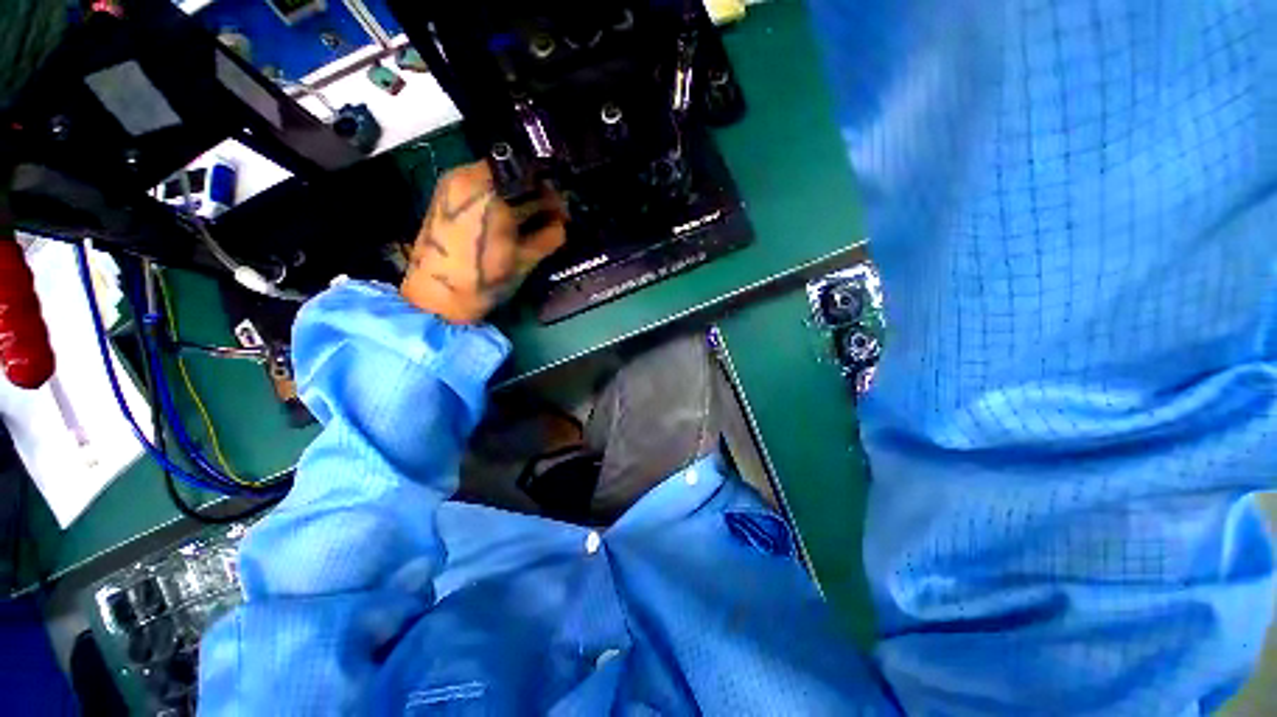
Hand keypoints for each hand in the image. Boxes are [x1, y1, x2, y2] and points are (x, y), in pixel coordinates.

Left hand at [401, 162, 567, 323]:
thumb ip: (550, 236)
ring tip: (534, 221)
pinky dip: (500, 199)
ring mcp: (452, 183)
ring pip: (497, 178)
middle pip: (513, 173)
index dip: (553, 194)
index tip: (564, 213)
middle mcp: (468, 176)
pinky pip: (481, 186)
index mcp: (490, 190)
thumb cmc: (484, 278)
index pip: (533, 177)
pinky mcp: (444, 195)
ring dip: (518, 197)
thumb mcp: (525, 259)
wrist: (436, 297)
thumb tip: (564, 224)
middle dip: (536, 194)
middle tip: (553, 217)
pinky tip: (511, 221)